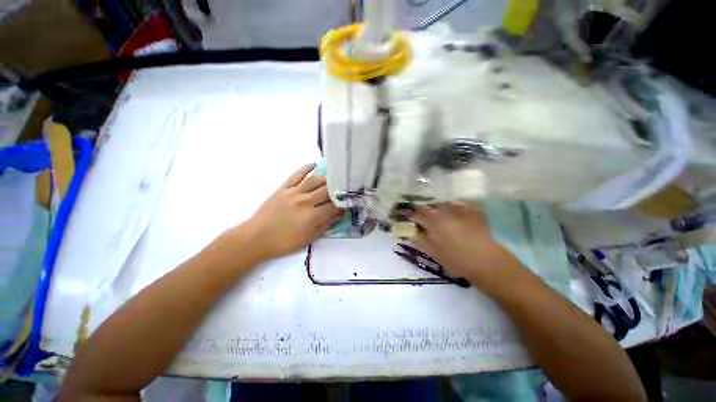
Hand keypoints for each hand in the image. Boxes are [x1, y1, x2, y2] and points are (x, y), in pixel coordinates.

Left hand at [242, 163, 338, 259]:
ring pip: (315, 180)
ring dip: (326, 178)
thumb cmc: (283, 242)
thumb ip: (325, 225)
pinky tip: (314, 164)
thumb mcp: (308, 238)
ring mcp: (294, 192)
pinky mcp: (283, 188)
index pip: (333, 206)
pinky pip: (297, 175)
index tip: (346, 203)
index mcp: (312, 216)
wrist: (256, 238)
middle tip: (343, 189)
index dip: (342, 204)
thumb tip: (338, 215)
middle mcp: (305, 201)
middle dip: (337, 190)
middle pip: (327, 191)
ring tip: (333, 178)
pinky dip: (306, 168)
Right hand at [410, 202, 523, 295]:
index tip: (400, 214)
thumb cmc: (455, 258)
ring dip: (436, 209)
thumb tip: (408, 229)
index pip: (413, 210)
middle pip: (428, 205)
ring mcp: (459, 208)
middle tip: (420, 219)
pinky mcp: (472, 210)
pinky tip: (454, 217)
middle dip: (421, 210)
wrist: (487, 261)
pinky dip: (452, 209)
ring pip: (442, 204)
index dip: (405, 211)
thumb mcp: (431, 250)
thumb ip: (417, 237)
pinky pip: (457, 205)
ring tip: (438, 217)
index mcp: (432, 218)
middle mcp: (444, 209)